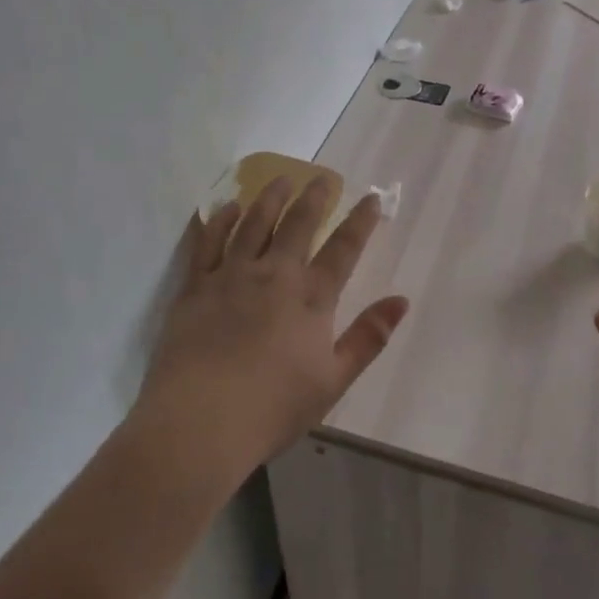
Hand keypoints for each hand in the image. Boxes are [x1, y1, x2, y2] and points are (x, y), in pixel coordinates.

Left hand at [133, 177, 409, 488]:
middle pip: (298, 224)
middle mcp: (274, 274)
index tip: (371, 196)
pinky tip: (228, 208)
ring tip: (279, 179)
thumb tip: (402, 300)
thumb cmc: (273, 407)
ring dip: (270, 197)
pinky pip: (208, 241)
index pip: (343, 248)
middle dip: (314, 197)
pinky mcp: (196, 285)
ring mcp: (231, 275)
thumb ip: (368, 337)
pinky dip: (220, 219)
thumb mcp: (333, 380)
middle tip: (321, 177)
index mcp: (310, 297)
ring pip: (254, 223)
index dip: (360, 220)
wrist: (200, 421)